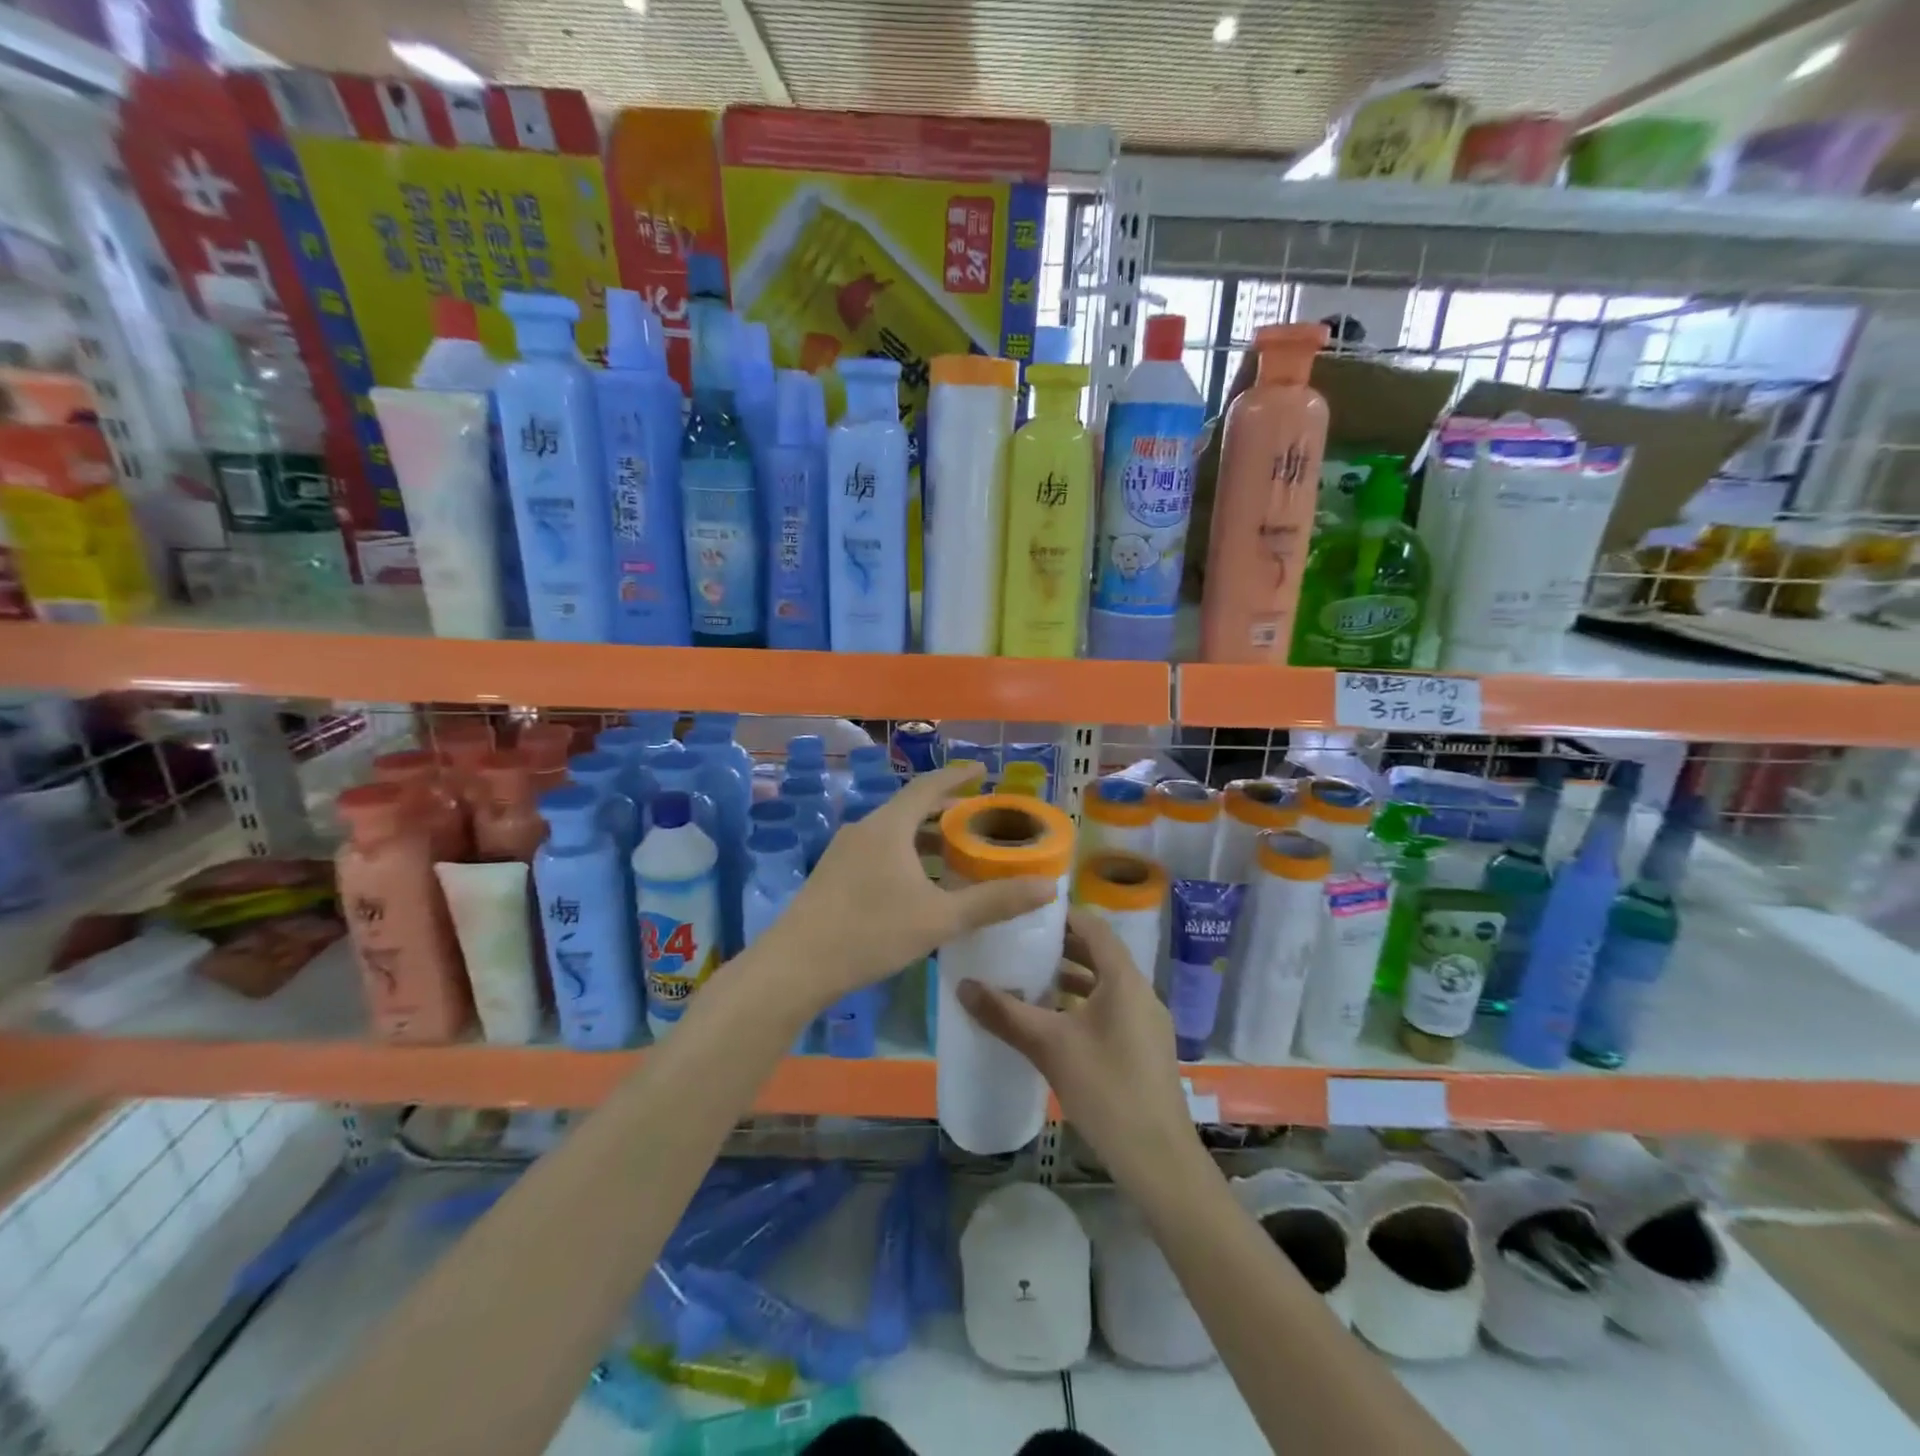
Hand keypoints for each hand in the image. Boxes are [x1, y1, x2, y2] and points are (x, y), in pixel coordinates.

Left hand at [766, 761, 1053, 1014]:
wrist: (796, 966)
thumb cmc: (871, 932)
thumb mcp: (940, 919)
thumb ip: (993, 902)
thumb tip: (1048, 887)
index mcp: (889, 826)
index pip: (928, 786)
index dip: (957, 777)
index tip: (982, 771)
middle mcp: (864, 828)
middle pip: (909, 808)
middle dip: (943, 810)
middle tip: (975, 817)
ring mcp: (843, 851)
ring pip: (891, 832)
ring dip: (922, 836)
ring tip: (951, 851)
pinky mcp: (832, 874)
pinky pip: (877, 850)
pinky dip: (903, 853)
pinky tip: (915, 883)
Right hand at [957, 907, 1201, 1192]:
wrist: (1157, 1158)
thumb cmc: (1105, 1089)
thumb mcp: (1049, 1046)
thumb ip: (1005, 1013)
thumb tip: (962, 985)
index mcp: (1124, 980)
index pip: (1094, 928)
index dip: (1063, 915)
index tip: (1028, 913)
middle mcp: (1141, 992)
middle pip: (1100, 954)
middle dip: (1062, 948)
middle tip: (1021, 944)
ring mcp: (1146, 1022)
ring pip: (1106, 984)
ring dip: (1072, 978)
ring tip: (1031, 980)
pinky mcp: (1145, 1048)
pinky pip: (1112, 1009)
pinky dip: (1083, 1004)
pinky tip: (1055, 1024)